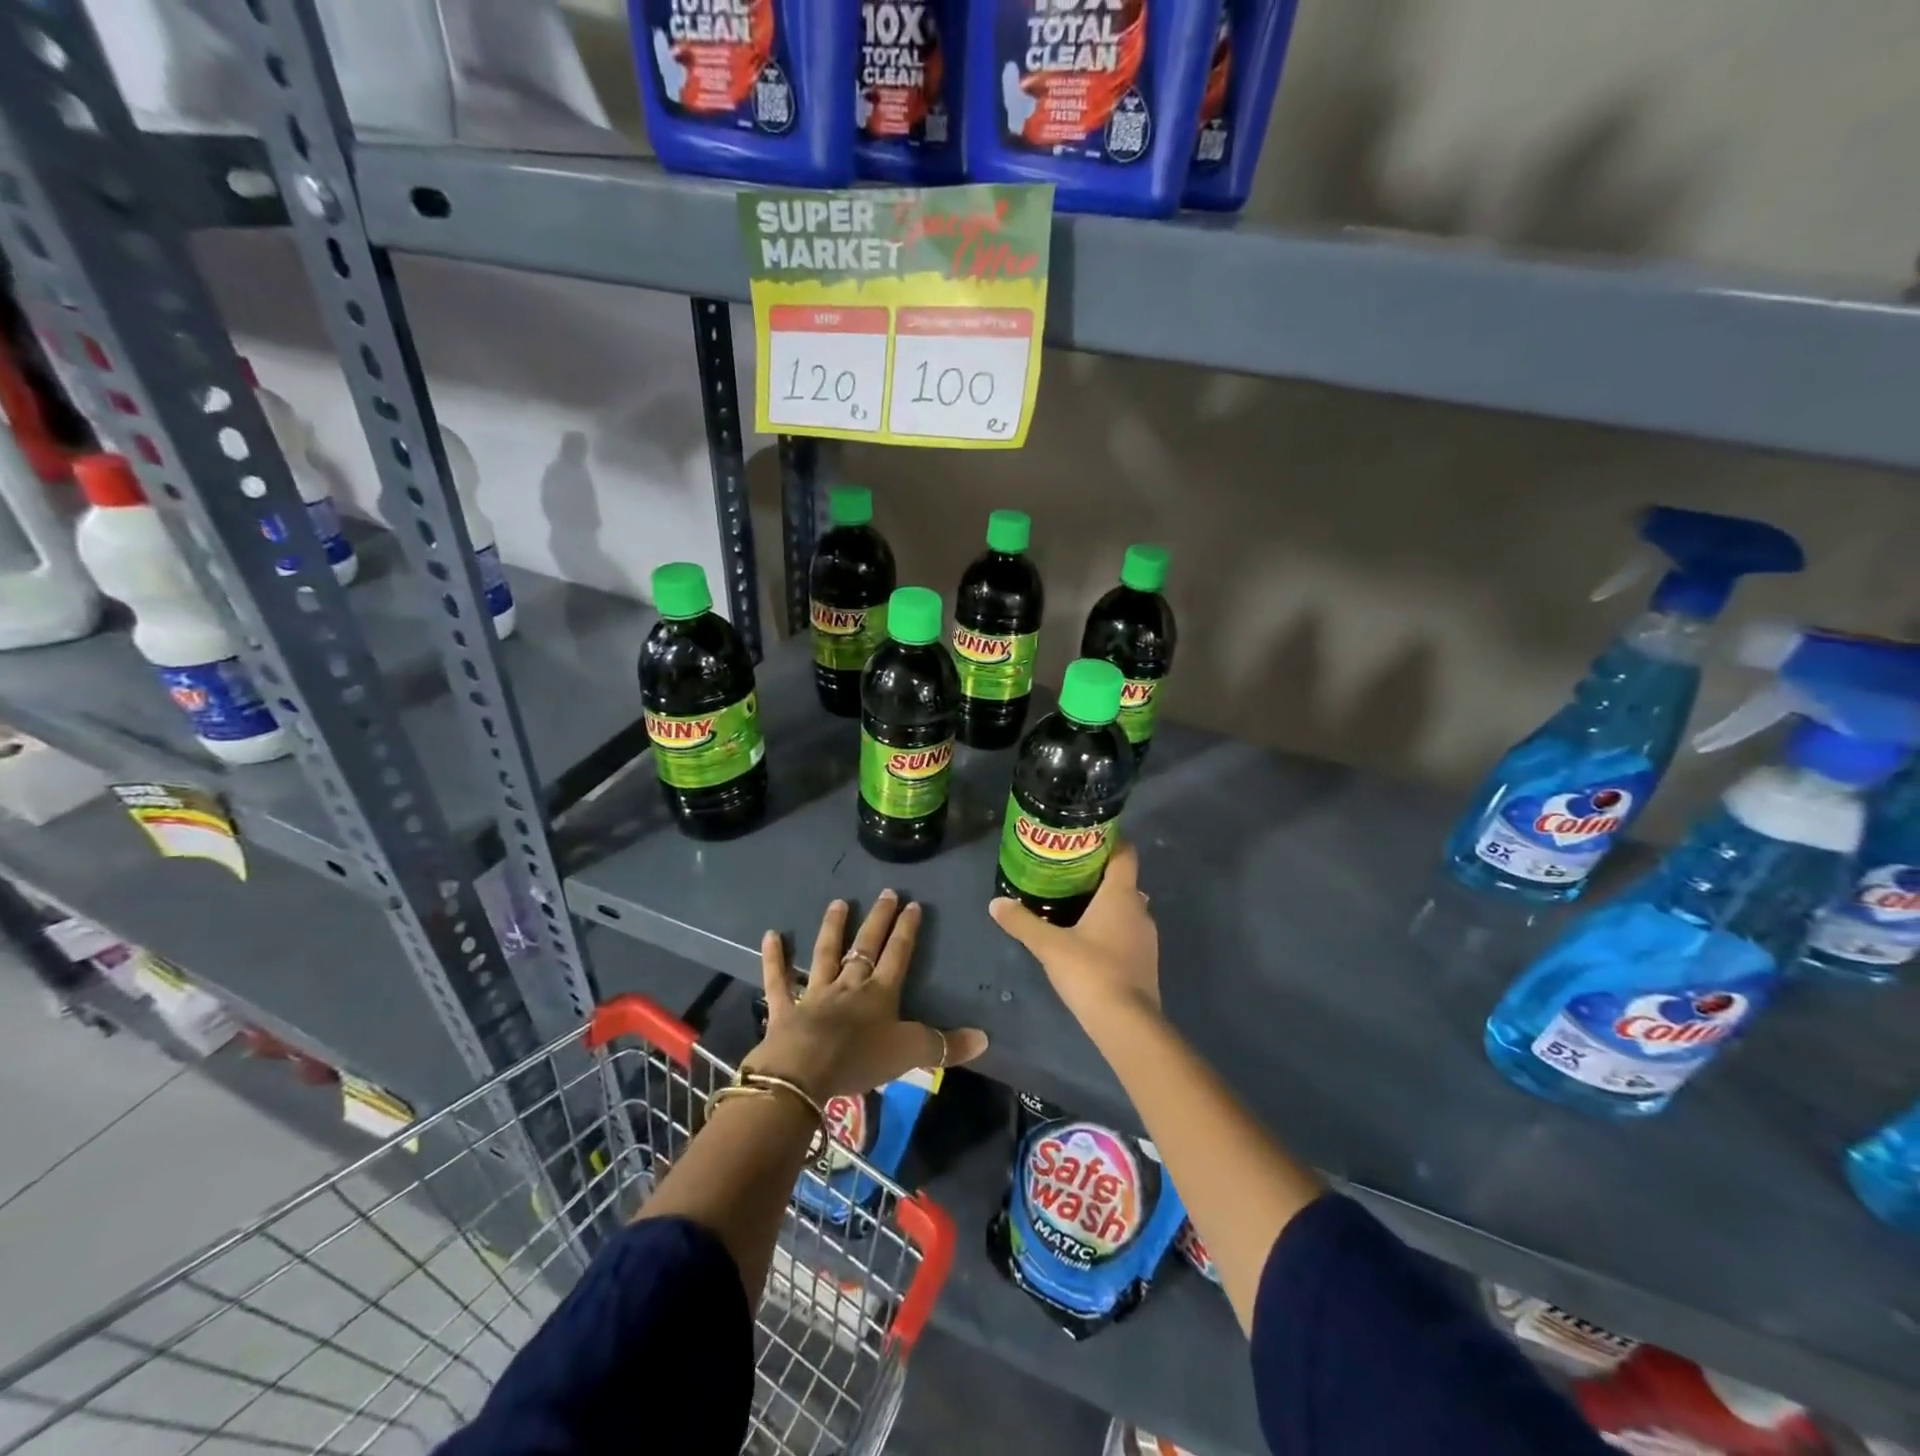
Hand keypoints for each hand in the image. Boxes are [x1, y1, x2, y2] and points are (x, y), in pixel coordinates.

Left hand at [748, 889, 987, 1101]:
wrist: (805, 1072)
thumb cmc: (860, 1060)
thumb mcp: (911, 1054)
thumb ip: (946, 1045)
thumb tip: (986, 1038)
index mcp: (880, 993)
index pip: (898, 954)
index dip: (906, 930)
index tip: (913, 904)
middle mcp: (850, 985)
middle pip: (866, 946)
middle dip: (878, 919)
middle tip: (885, 893)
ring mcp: (816, 993)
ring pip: (826, 953)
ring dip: (832, 928)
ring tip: (838, 903)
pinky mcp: (786, 1008)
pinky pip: (779, 980)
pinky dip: (774, 958)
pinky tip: (770, 935)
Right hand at [990, 841, 1160, 1031]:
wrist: (1127, 1024)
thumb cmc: (1091, 972)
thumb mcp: (1049, 945)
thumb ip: (1022, 922)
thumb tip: (995, 903)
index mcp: (1121, 895)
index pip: (1125, 853)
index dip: (1110, 840)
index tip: (1086, 837)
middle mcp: (1140, 909)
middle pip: (1123, 880)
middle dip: (1098, 874)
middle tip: (1068, 872)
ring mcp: (1146, 937)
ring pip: (1126, 908)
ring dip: (1104, 903)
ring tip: (1073, 903)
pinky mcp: (1145, 961)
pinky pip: (1127, 931)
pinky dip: (1110, 927)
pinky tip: (1087, 938)